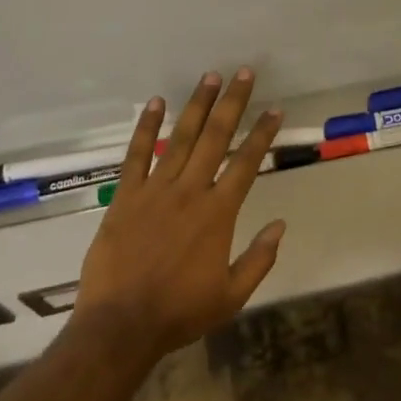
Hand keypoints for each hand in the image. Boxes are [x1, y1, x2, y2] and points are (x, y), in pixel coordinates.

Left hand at [74, 68, 285, 360]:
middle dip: (232, 103)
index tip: (274, 109)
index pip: (247, 163)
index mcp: (218, 213)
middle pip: (215, 137)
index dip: (262, 134)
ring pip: (180, 138)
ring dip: (196, 105)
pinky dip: (146, 128)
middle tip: (244, 73)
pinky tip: (155, 102)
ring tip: (210, 77)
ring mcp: (155, 191)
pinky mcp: (125, 197)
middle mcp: (190, 191)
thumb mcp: (232, 295)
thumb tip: (281, 225)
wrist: (120, 326)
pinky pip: (137, 155)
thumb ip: (260, 259)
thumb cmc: (179, 312)